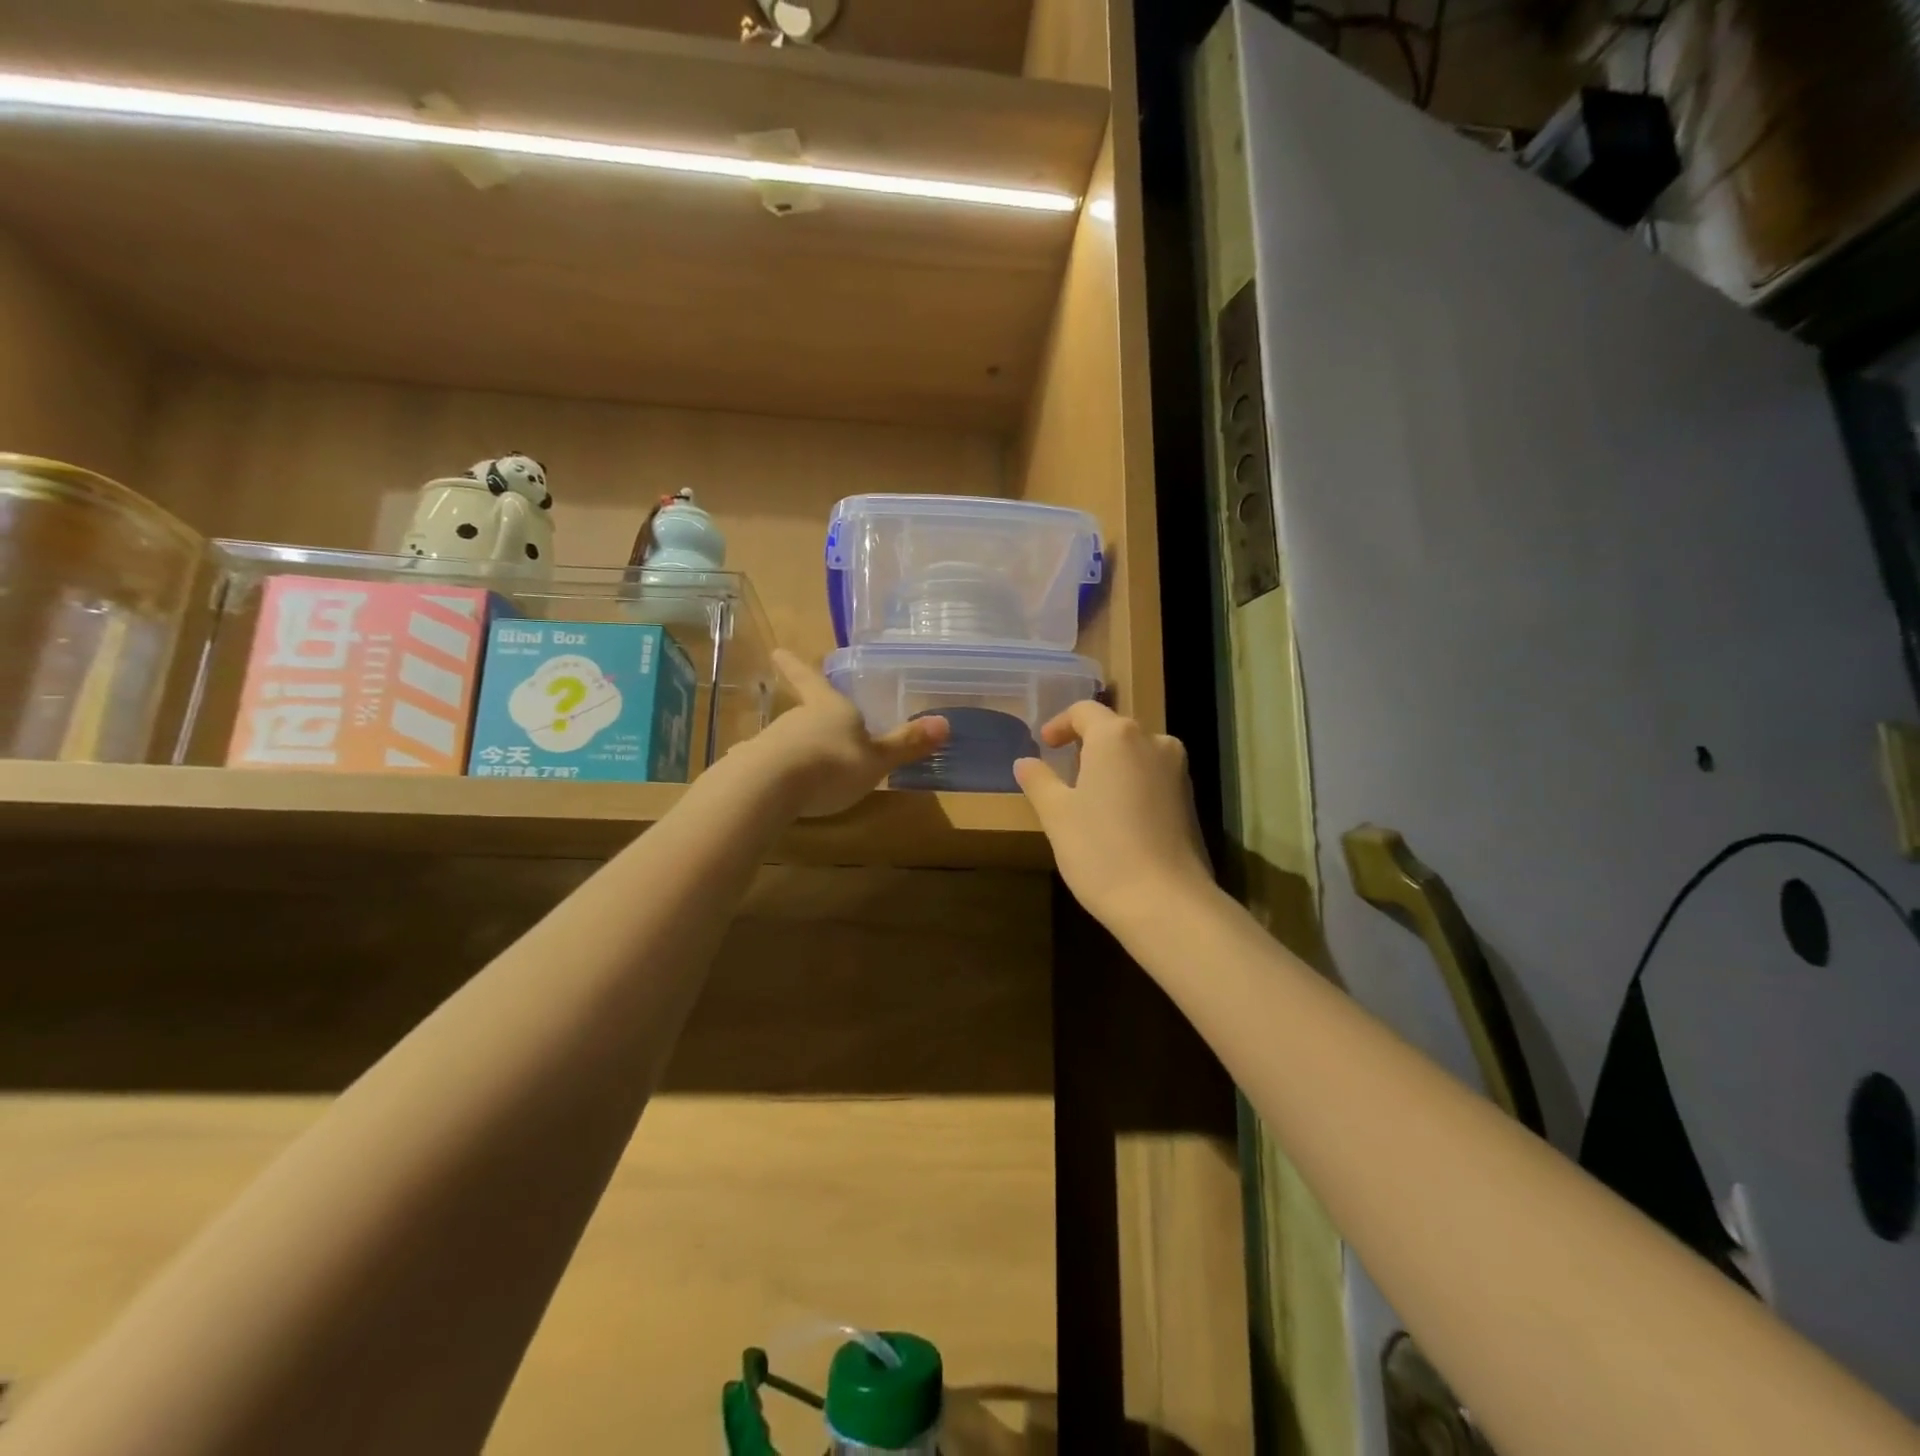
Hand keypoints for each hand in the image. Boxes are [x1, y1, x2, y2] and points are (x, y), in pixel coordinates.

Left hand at [741, 649, 947, 818]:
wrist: (771, 786)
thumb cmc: (832, 764)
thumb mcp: (877, 759)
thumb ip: (905, 744)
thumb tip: (944, 723)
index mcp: (828, 707)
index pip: (812, 679)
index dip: (796, 665)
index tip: (777, 650)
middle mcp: (797, 718)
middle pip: (803, 713)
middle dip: (811, 720)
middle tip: (822, 730)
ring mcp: (770, 741)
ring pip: (786, 741)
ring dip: (796, 750)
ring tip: (808, 771)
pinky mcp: (752, 768)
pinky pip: (768, 767)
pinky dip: (775, 774)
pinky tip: (776, 790)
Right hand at [1014, 702, 1214, 931]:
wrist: (1166, 902)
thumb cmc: (1101, 850)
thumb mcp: (1057, 815)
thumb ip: (1039, 780)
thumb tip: (1025, 762)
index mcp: (1117, 736)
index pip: (1084, 711)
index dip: (1060, 724)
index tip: (1044, 745)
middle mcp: (1153, 742)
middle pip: (1114, 729)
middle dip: (1086, 745)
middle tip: (1062, 772)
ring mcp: (1177, 771)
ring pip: (1136, 753)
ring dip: (1110, 765)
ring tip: (1088, 796)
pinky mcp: (1189, 800)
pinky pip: (1152, 777)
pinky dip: (1131, 784)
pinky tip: (1116, 817)